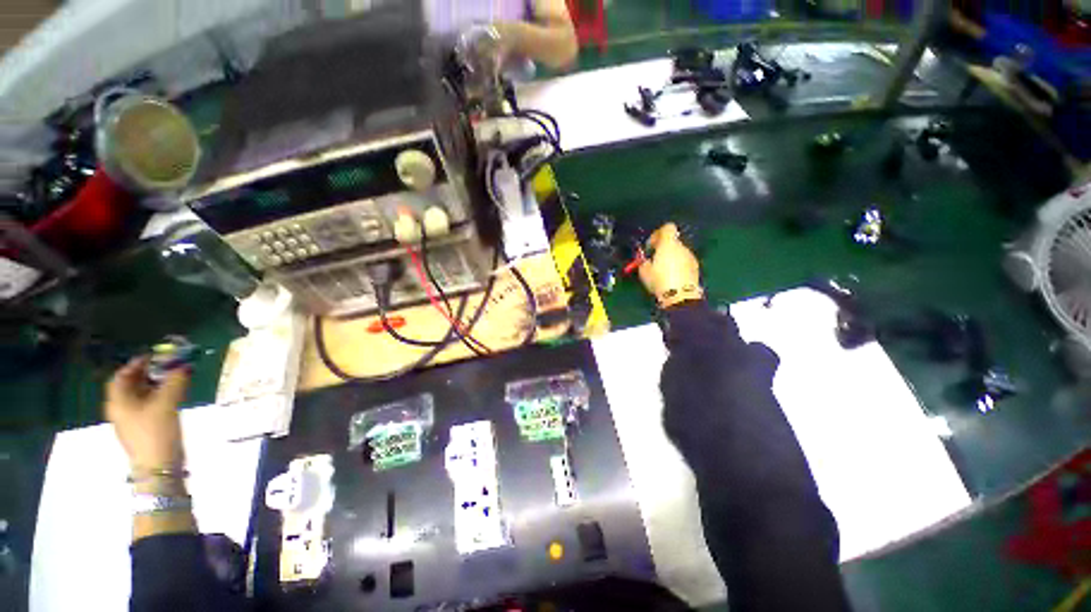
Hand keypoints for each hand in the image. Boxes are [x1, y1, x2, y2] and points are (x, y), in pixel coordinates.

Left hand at [105, 357, 187, 470]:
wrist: (159, 466)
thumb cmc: (156, 432)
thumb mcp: (167, 404)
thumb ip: (175, 382)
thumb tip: (184, 366)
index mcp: (119, 401)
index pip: (121, 376)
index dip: (136, 364)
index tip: (155, 356)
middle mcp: (121, 409)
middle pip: (130, 385)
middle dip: (148, 373)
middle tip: (168, 365)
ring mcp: (132, 420)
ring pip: (141, 396)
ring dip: (156, 385)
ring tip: (175, 379)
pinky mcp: (144, 428)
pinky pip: (148, 406)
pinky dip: (159, 397)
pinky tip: (173, 397)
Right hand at [638, 223, 702, 307]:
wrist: (680, 297)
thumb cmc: (659, 280)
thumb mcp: (644, 271)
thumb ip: (644, 261)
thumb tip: (646, 260)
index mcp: (668, 244)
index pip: (667, 228)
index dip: (658, 234)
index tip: (651, 246)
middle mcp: (682, 247)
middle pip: (672, 241)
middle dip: (663, 249)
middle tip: (654, 261)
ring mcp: (691, 257)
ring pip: (678, 253)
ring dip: (670, 258)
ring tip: (662, 272)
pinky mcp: (695, 268)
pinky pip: (684, 262)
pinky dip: (678, 266)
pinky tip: (671, 278)